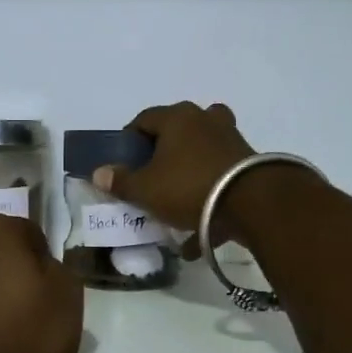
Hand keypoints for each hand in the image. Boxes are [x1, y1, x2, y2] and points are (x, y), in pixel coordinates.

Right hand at [92, 101, 255, 233]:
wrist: (252, 204)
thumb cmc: (189, 187)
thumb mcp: (146, 189)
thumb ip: (121, 181)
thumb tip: (99, 172)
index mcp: (177, 118)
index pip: (144, 119)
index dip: (129, 140)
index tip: (123, 163)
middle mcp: (205, 120)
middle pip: (176, 133)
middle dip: (161, 155)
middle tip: (150, 179)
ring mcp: (231, 141)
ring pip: (201, 155)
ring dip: (186, 176)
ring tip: (174, 203)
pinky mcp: (249, 165)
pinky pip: (220, 180)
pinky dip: (208, 201)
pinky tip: (197, 234)